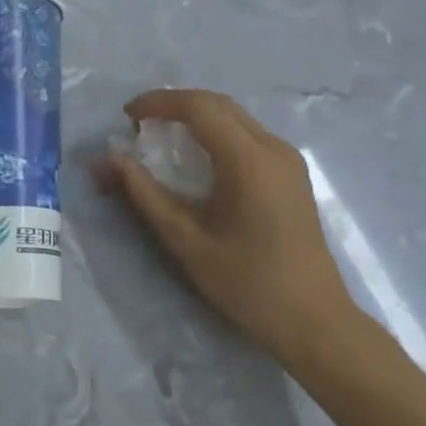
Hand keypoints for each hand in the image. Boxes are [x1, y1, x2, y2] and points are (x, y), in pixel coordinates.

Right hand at [96, 89, 363, 370]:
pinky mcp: (292, 173)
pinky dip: (216, 131)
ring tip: (163, 136)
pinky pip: (248, 134)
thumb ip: (145, 193)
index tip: (127, 116)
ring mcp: (287, 159)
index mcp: (248, 160)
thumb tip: (110, 157)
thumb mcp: (186, 240)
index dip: (159, 102)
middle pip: (217, 104)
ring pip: (234, 116)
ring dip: (196, 116)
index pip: (198, 107)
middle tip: (141, 124)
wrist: (315, 322)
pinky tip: (199, 157)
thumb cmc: (248, 283)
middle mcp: (272, 148)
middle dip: (175, 105)